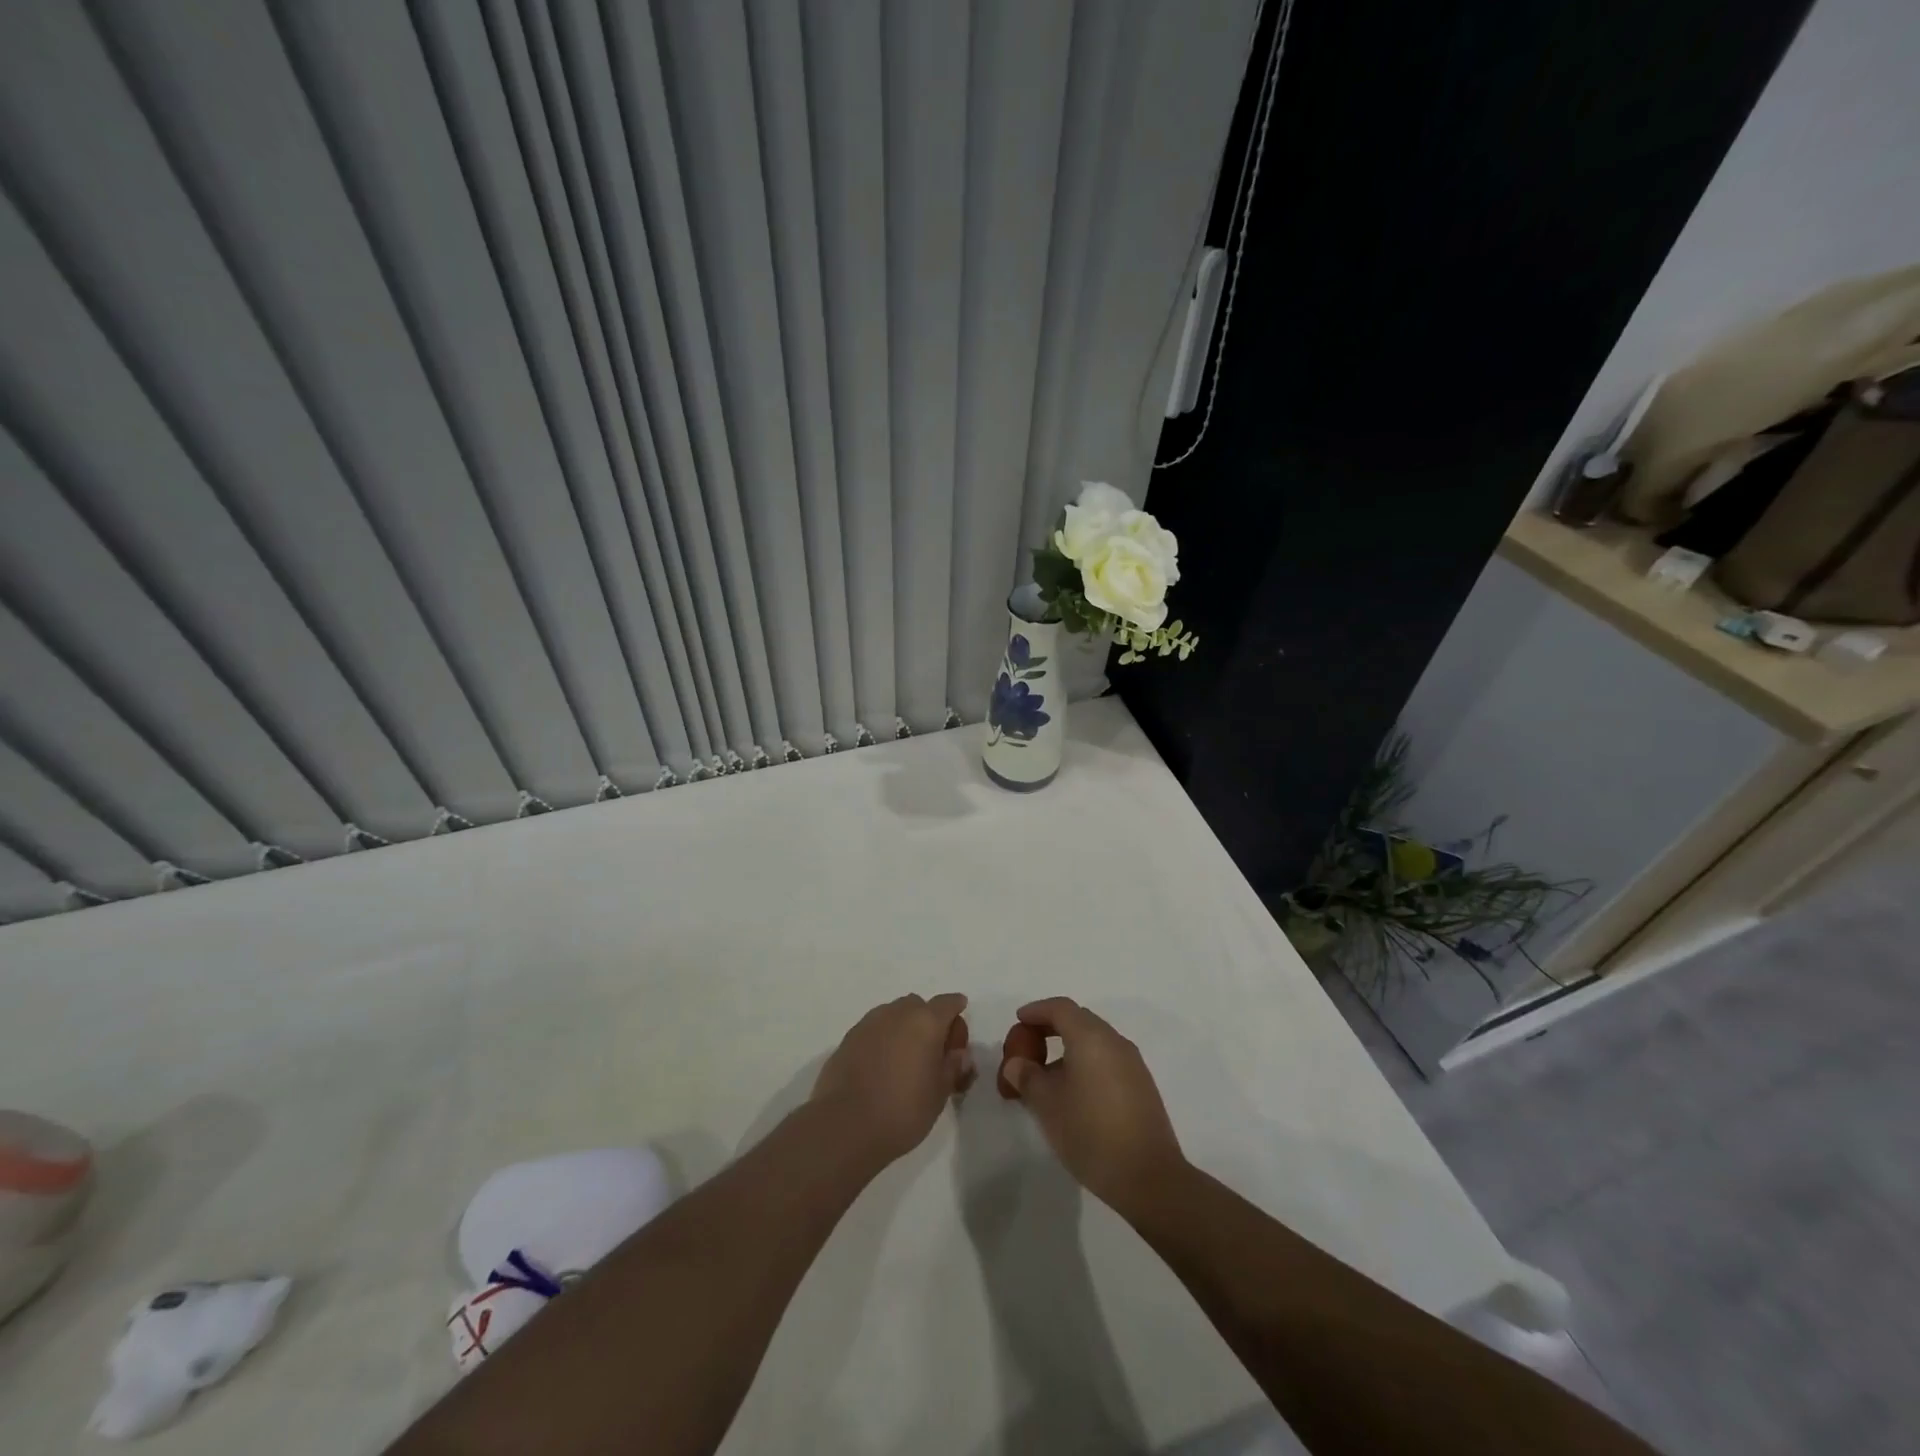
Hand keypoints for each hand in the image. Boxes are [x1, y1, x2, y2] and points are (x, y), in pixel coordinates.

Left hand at [811, 993, 976, 1167]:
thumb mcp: (940, 1094)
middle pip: (919, 1006)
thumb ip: (953, 1067)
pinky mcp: (849, 1038)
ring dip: (904, 1028)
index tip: (958, 1034)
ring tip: (905, 1060)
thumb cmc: (903, 1110)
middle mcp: (897, 1013)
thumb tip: (958, 1054)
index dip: (957, 1013)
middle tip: (932, 1052)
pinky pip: (874, 1030)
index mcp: (926, 1021)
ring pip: (894, 1015)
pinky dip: (883, 1040)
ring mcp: (869, 1023)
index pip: (948, 1003)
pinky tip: (881, 1067)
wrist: (845, 1125)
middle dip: (928, 1022)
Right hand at [999, 997, 1185, 1213]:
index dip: (1037, 1010)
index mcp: (1091, 1038)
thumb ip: (1027, 1077)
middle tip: (1028, 1046)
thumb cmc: (1090, 1133)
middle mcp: (1115, 1042)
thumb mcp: (1047, 1105)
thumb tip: (1016, 1064)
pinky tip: (1074, 1092)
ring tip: (1047, 1074)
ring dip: (1069, 1047)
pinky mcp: (1142, 1085)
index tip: (1019, 1020)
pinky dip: (1086, 1062)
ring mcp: (1132, 1063)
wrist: (1148, 1177)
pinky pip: (1107, 1059)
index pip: (1061, 1008)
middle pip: (1079, 1020)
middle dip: (1051, 1027)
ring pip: (1095, 1041)